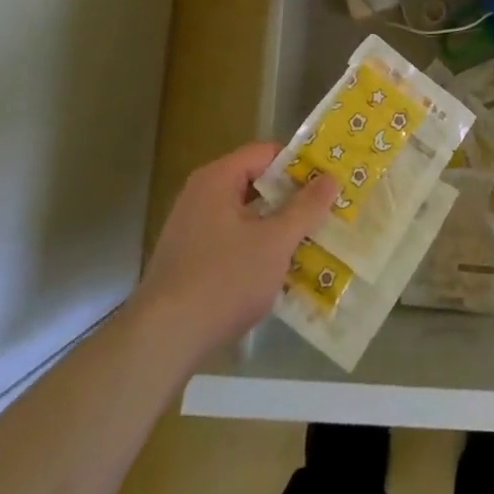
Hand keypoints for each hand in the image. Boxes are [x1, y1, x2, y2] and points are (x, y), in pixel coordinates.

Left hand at [133, 142, 337, 363]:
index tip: (327, 181)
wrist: (163, 340)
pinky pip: (231, 241)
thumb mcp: (274, 242)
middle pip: (254, 183)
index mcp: (217, 179)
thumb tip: (330, 178)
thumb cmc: (223, 279)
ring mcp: (191, 229)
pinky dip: (255, 249)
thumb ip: (305, 208)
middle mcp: (200, 196)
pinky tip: (277, 272)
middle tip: (325, 210)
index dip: (298, 163)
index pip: (265, 153)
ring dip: (275, 227)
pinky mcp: (188, 261)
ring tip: (310, 241)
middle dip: (290, 198)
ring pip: (244, 216)